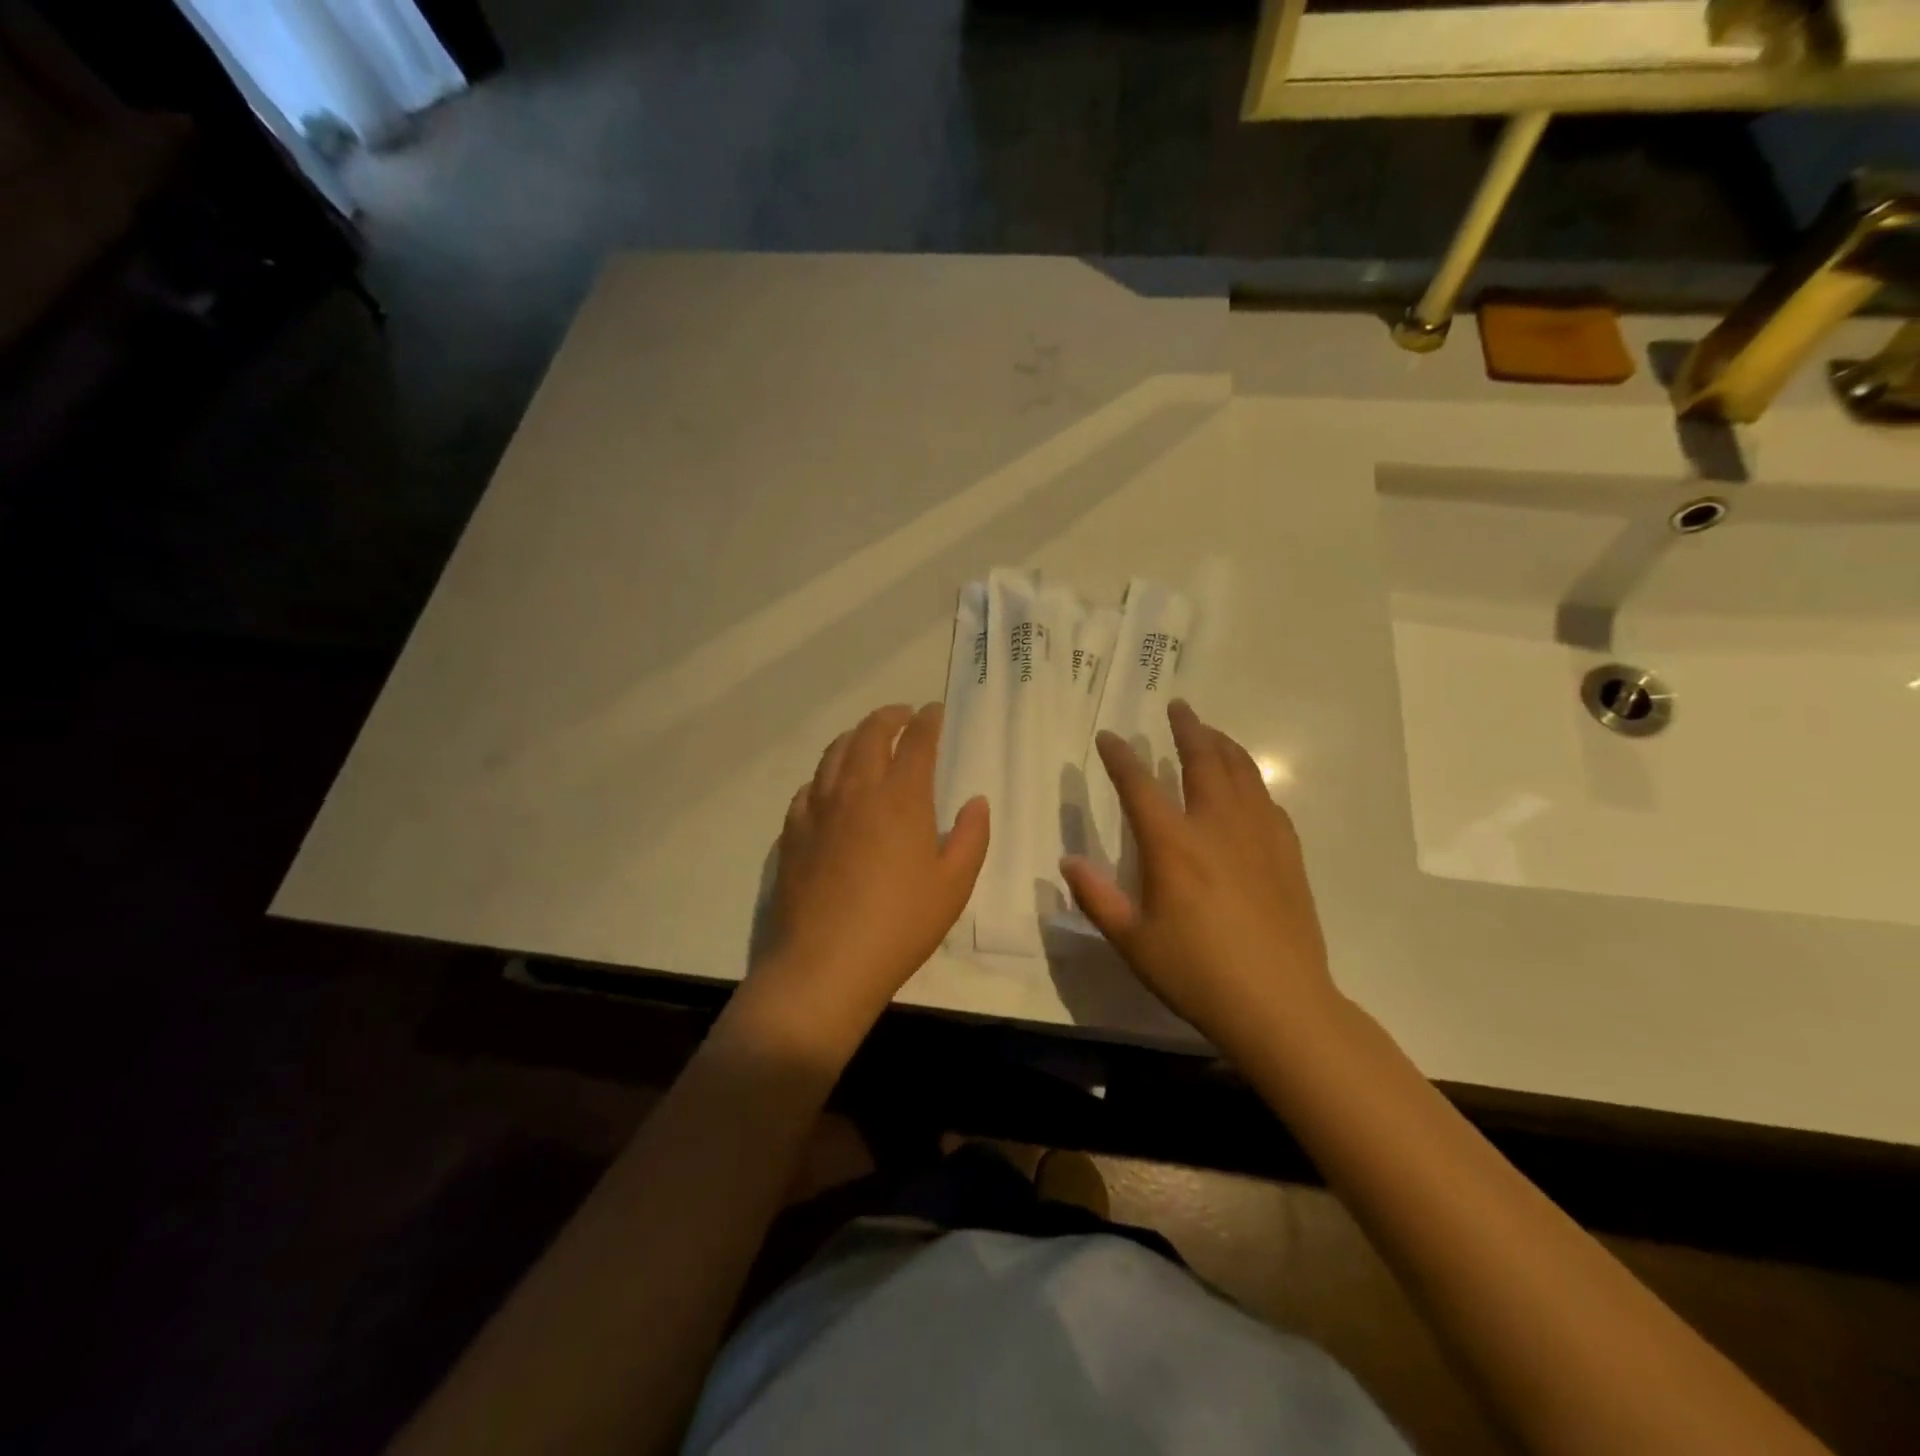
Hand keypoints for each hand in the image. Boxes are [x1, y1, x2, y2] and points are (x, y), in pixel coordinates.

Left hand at [746, 703, 989, 1054]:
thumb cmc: (900, 924)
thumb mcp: (954, 885)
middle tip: (902, 715)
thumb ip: (972, 836)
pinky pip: (809, 787)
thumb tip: (975, 801)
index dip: (928, 721)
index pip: (916, 741)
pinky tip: (829, 785)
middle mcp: (857, 790)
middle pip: (869, 734)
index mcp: (901, 798)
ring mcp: (819, 808)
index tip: (934, 712)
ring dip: (854, 736)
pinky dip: (825, 774)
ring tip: (866, 738)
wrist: (825, 963)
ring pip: (834, 753)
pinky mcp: (793, 832)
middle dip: (889, 717)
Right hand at [1061, 699, 1337, 1048]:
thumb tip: (1068, 860)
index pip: (1139, 786)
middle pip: (1203, 761)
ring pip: (1243, 773)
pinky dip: (1253, 782)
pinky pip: (1268, 802)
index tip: (1109, 737)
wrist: (1280, 1004)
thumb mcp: (1133, 942)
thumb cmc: (1196, 974)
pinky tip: (1248, 788)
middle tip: (1179, 707)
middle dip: (1188, 729)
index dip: (1120, 758)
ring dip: (1224, 745)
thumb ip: (1097, 897)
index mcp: (1173, 845)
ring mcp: (1259, 837)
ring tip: (1212, 732)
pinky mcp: (1287, 855)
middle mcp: (1217, 827)